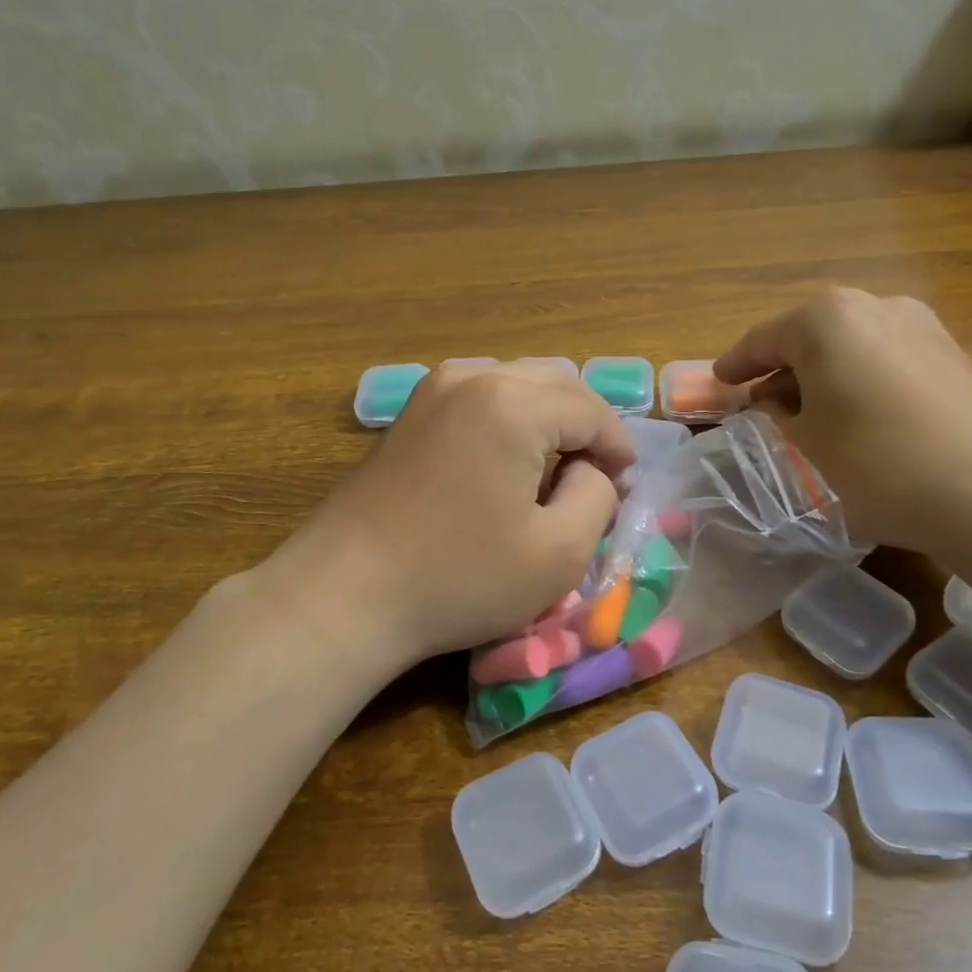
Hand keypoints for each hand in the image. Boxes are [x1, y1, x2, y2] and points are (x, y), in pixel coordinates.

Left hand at [266, 361, 636, 667]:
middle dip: (586, 425)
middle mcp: (473, 377)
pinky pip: (480, 397)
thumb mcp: (559, 552)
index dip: (619, 448)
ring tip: (555, 470)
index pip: (591, 410)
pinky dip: (509, 419)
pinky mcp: (410, 412)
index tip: (626, 488)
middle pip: (556, 383)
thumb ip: (598, 496)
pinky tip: (506, 464)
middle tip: (597, 477)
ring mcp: (433, 389)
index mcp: (513, 402)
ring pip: (517, 384)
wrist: (346, 593)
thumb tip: (590, 469)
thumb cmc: (459, 577)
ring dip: (548, 418)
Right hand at [715, 288, 971, 556]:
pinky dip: (860, 379)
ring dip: (823, 374)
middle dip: (782, 368)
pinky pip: (885, 357)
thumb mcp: (808, 442)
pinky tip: (857, 414)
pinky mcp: (953, 352)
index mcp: (826, 319)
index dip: (736, 364)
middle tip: (761, 402)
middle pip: (810, 335)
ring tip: (809, 413)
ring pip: (850, 345)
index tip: (718, 382)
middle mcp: (874, 305)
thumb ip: (780, 413)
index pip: (764, 339)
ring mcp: (921, 325)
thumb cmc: (878, 462)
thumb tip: (776, 401)